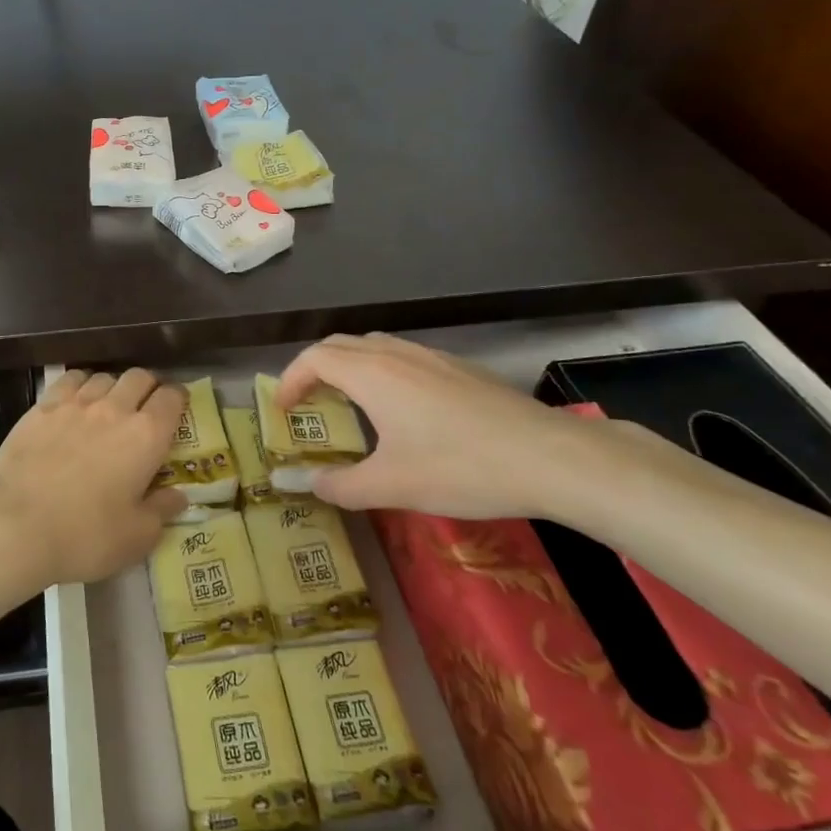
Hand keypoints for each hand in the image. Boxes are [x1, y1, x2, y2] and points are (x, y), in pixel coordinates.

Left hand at [0, 368, 187, 589]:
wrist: (15, 525)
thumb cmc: (85, 535)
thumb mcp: (136, 537)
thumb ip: (162, 511)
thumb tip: (177, 496)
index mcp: (146, 435)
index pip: (172, 397)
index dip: (178, 399)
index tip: (177, 409)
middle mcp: (115, 408)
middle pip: (140, 377)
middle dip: (148, 387)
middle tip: (145, 408)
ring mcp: (76, 403)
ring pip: (105, 376)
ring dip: (114, 386)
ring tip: (109, 406)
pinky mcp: (43, 406)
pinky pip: (70, 379)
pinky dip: (81, 384)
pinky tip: (76, 400)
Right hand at [275, 333, 660, 522]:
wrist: (549, 457)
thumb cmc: (461, 468)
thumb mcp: (392, 486)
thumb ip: (340, 485)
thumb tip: (303, 483)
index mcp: (372, 374)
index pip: (315, 358)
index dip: (290, 379)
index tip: (281, 409)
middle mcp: (397, 354)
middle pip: (340, 345)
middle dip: (314, 369)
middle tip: (306, 404)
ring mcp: (432, 357)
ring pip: (374, 347)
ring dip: (348, 367)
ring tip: (346, 403)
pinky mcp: (459, 369)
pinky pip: (403, 357)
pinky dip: (380, 372)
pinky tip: (400, 410)